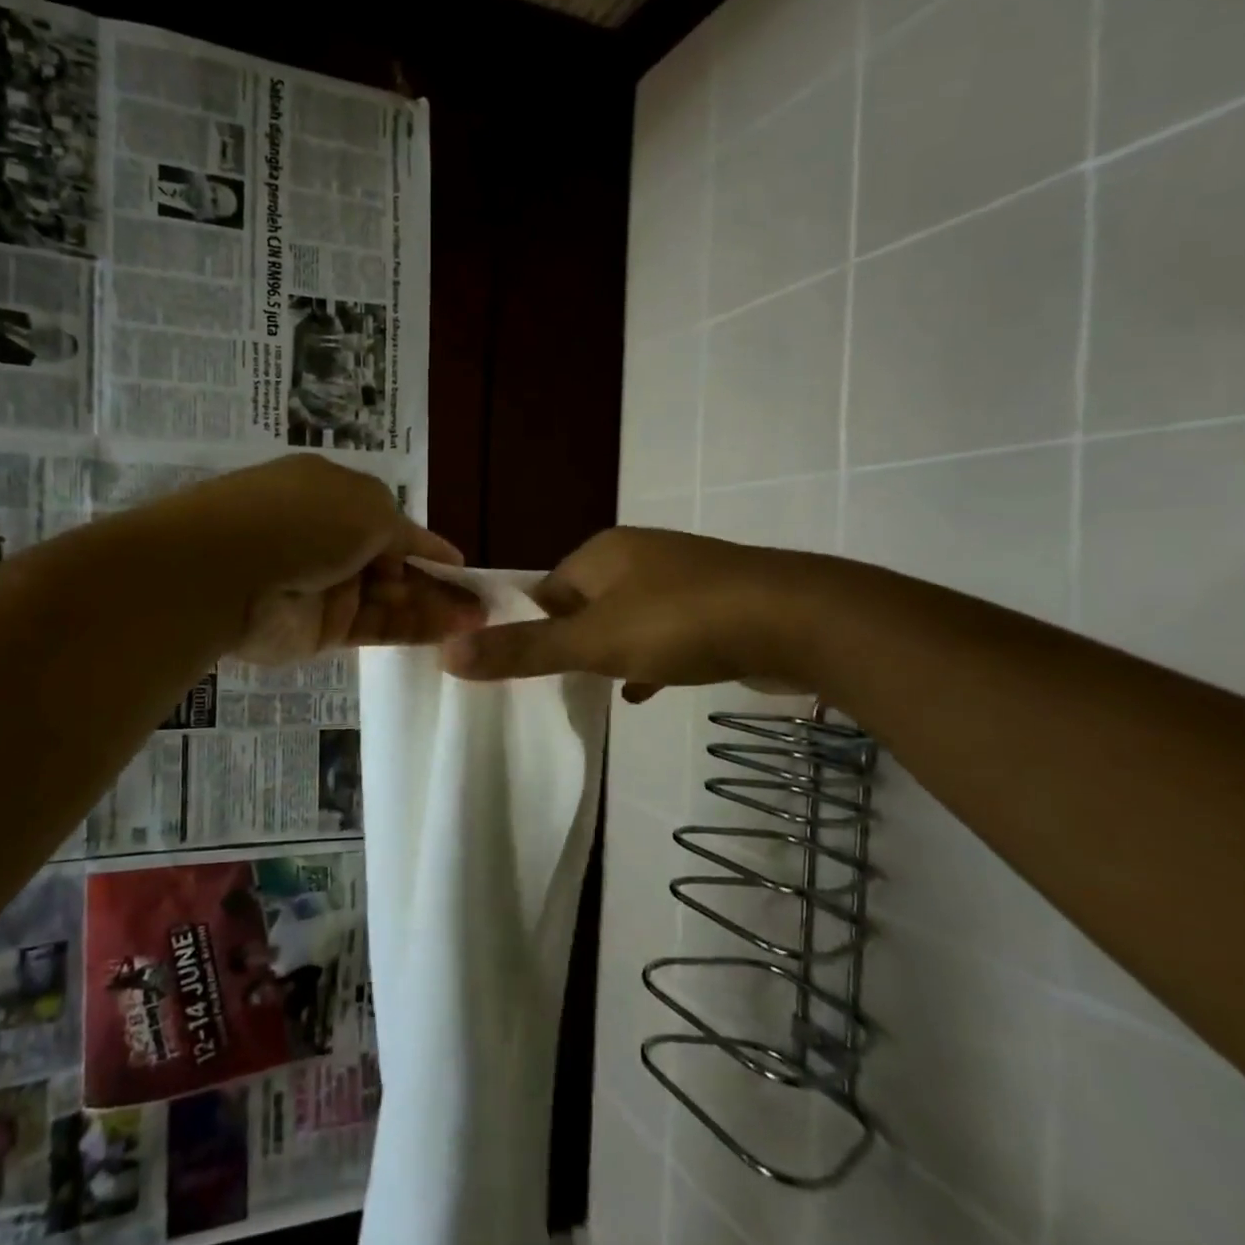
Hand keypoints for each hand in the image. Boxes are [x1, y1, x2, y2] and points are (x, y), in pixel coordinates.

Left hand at [166, 456, 485, 664]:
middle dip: (434, 581)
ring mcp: (324, 587)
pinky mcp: (321, 630)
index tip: (459, 566)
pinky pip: (376, 628)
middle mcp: (328, 539)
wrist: (226, 572)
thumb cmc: (303, 519)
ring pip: (388, 599)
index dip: (425, 544)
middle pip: (392, 564)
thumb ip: (404, 532)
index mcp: (332, 495)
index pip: (389, 521)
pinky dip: (414, 629)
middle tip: (478, 602)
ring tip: (478, 620)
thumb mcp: (368, 506)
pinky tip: (451, 631)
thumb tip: (431, 549)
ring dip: (432, 607)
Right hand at [441, 527, 828, 696]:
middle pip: (583, 603)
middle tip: (555, 685)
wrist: (799, 621)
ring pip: (626, 619)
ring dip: (609, 652)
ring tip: (592, 690)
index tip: (520, 668)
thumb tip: (446, 653)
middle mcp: (639, 557)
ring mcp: (681, 579)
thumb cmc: (682, 623)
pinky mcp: (716, 606)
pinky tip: (643, 691)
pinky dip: (649, 659)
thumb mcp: (593, 642)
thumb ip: (523, 650)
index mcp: (603, 553)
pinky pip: (665, 633)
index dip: (528, 627)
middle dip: (569, 642)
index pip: (545, 588)